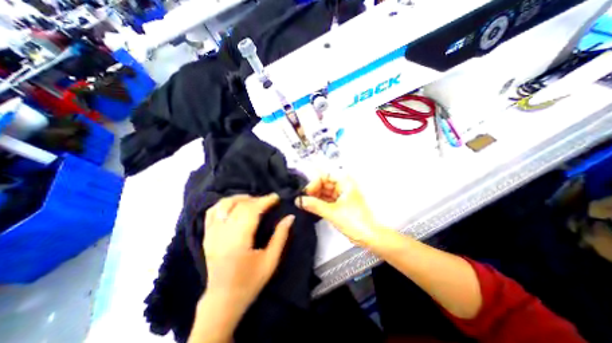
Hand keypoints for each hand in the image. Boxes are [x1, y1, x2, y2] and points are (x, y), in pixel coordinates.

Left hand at [203, 196, 293, 310]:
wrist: (223, 300)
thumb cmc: (250, 282)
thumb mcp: (271, 261)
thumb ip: (280, 236)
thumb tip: (290, 217)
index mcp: (239, 242)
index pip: (251, 211)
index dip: (265, 201)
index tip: (276, 197)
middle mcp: (222, 234)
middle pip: (239, 206)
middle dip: (256, 199)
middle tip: (269, 200)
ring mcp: (211, 234)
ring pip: (224, 205)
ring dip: (240, 198)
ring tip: (253, 200)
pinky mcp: (206, 236)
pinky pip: (212, 212)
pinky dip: (224, 204)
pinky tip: (235, 205)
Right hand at [295, 175, 381, 247]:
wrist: (369, 237)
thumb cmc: (355, 221)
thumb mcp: (332, 212)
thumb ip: (314, 205)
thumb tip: (299, 200)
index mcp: (345, 182)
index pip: (325, 175)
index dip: (314, 182)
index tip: (306, 193)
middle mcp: (343, 186)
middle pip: (324, 183)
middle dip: (313, 191)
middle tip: (303, 200)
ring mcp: (342, 195)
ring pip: (325, 192)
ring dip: (315, 198)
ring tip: (305, 204)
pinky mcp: (340, 204)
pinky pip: (327, 200)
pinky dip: (319, 203)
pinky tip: (311, 208)